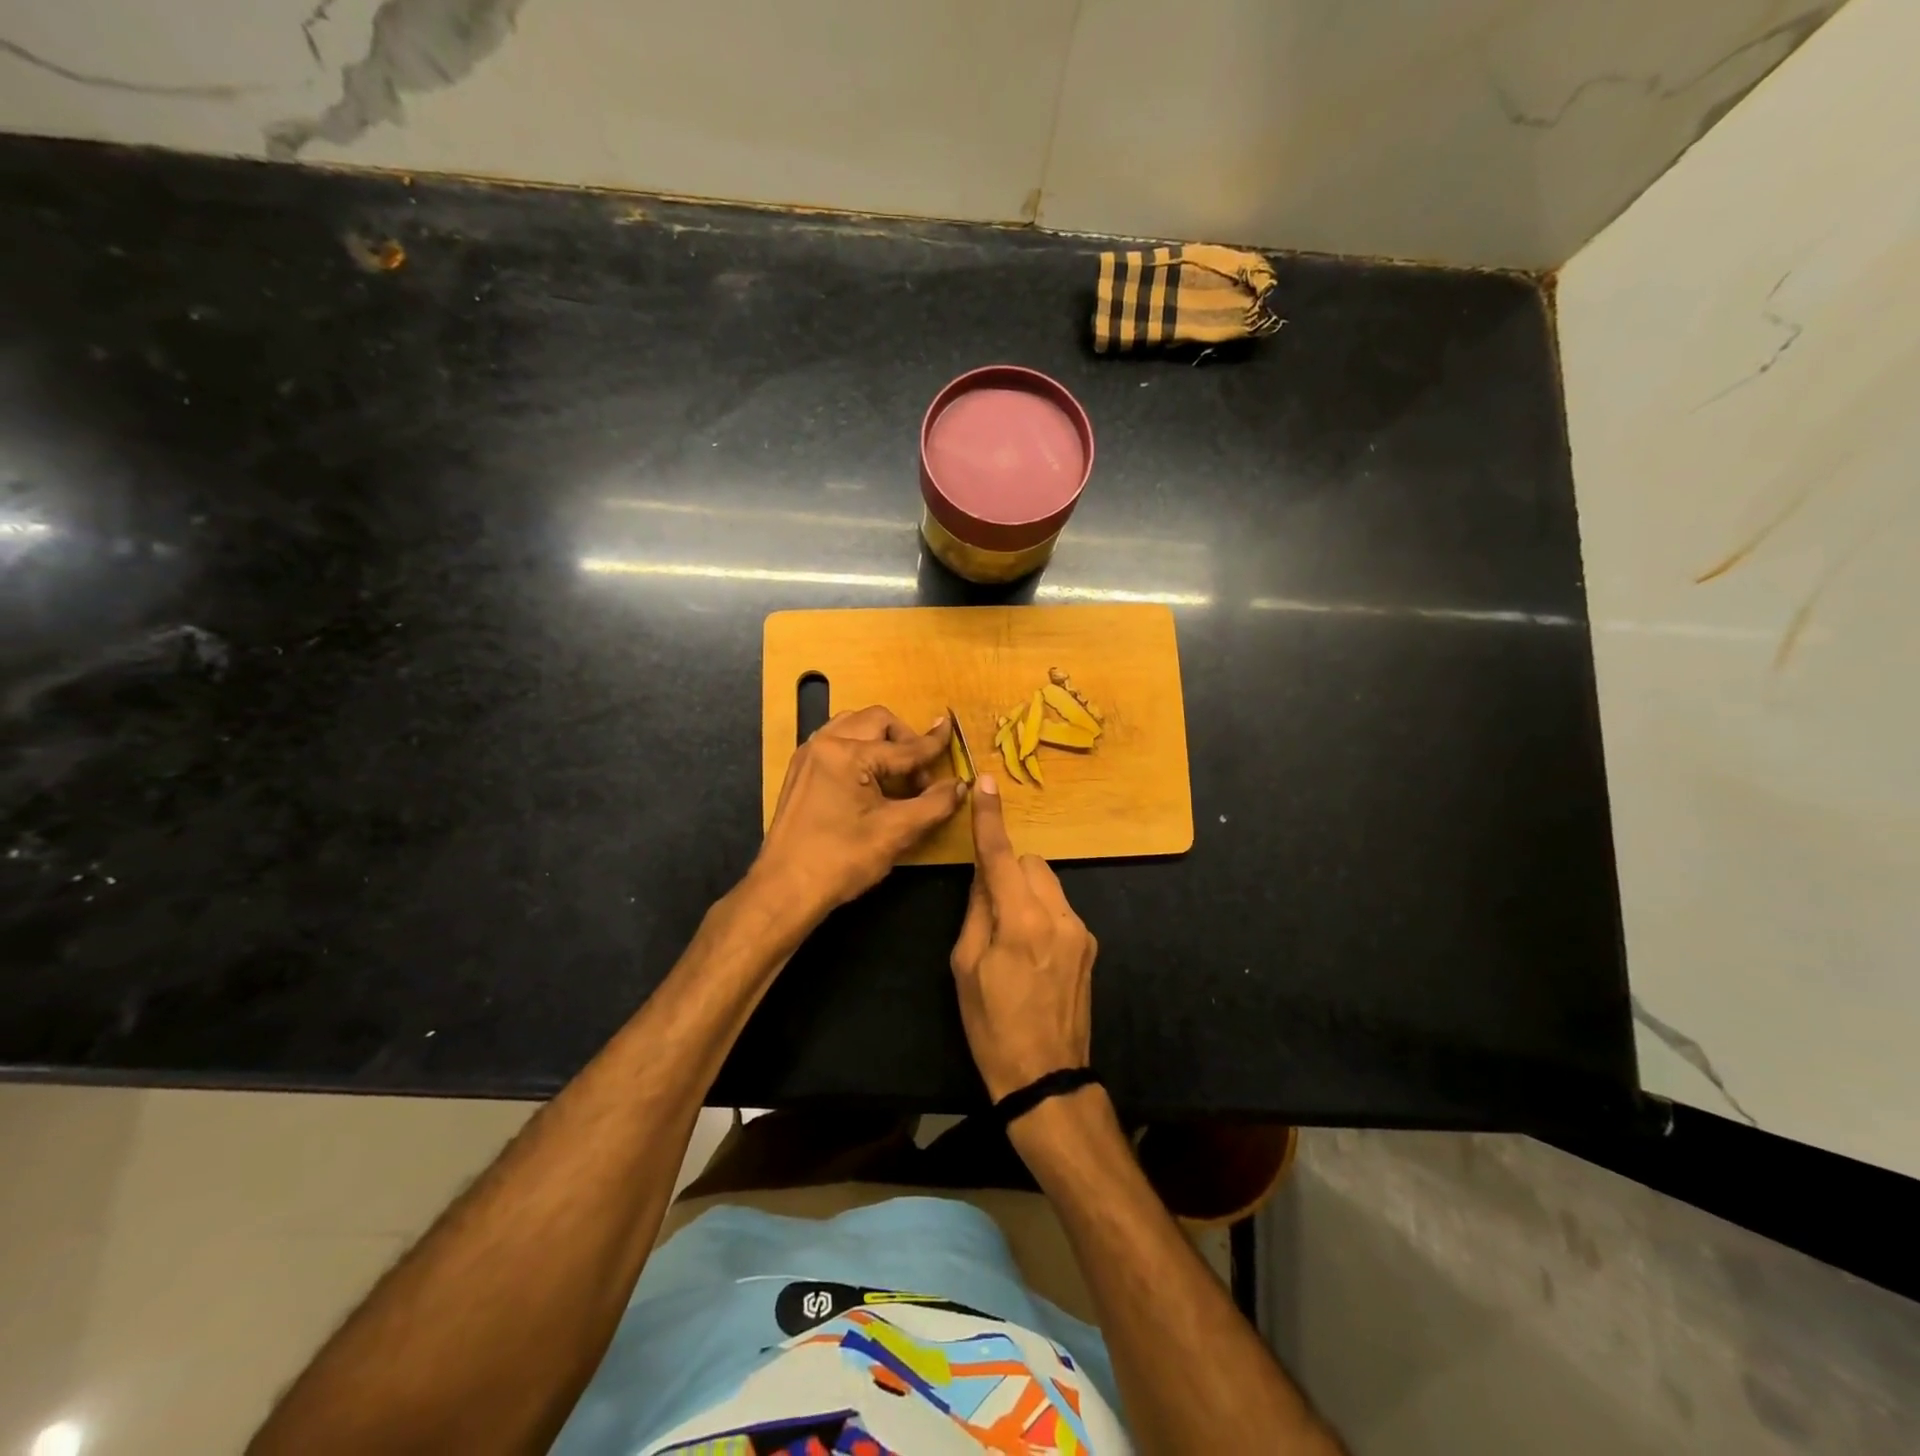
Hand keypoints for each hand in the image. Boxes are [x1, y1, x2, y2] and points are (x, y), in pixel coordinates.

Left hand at [753, 705, 965, 919]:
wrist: (785, 889)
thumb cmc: (842, 860)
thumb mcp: (896, 832)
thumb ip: (934, 804)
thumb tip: (960, 785)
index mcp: (847, 753)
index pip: (903, 747)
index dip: (933, 745)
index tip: (952, 730)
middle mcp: (824, 743)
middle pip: (876, 721)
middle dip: (904, 740)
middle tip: (920, 775)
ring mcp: (808, 755)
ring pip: (854, 726)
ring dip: (881, 741)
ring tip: (896, 775)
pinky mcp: (801, 771)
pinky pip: (837, 742)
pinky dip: (860, 749)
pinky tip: (870, 781)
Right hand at [949, 774, 1096, 1102]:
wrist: (1047, 1077)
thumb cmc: (993, 1026)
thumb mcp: (966, 968)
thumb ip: (977, 911)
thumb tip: (984, 876)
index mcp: (1022, 920)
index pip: (1000, 856)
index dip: (990, 819)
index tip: (986, 783)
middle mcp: (1059, 915)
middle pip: (1030, 864)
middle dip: (1008, 871)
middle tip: (988, 908)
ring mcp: (1081, 930)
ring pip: (1047, 885)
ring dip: (1025, 893)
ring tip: (1009, 937)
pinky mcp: (1090, 945)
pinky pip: (1060, 909)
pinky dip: (1041, 913)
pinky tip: (1030, 953)